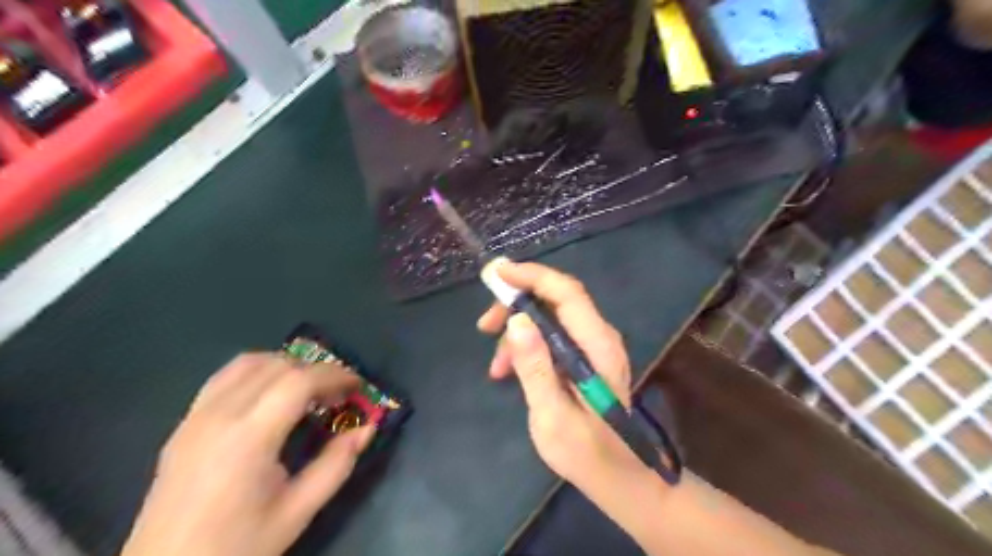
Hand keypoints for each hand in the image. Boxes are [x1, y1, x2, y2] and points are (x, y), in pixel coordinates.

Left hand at [120, 354, 375, 552]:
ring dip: (286, 366)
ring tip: (307, 390)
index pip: (299, 381)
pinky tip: (270, 396)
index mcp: (249, 438)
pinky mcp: (184, 424)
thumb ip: (337, 464)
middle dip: (316, 371)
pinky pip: (224, 377)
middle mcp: (220, 415)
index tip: (358, 386)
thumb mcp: (298, 511)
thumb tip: (368, 428)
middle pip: (277, 365)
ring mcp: (196, 417)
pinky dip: (257, 372)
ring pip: (249, 363)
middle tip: (338, 394)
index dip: (335, 375)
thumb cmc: (237, 547)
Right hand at [474, 262, 646, 495]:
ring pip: (549, 316)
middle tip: (485, 325)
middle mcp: (599, 336)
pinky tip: (508, 370)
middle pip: (555, 299)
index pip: (566, 292)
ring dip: (517, 331)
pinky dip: (526, 346)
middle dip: (516, 305)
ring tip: (496, 366)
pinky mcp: (583, 356)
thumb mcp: (553, 416)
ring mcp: (592, 345)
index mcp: (597, 346)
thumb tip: (517, 320)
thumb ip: (536, 367)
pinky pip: (550, 335)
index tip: (496, 274)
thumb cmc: (586, 452)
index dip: (531, 276)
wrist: (617, 476)